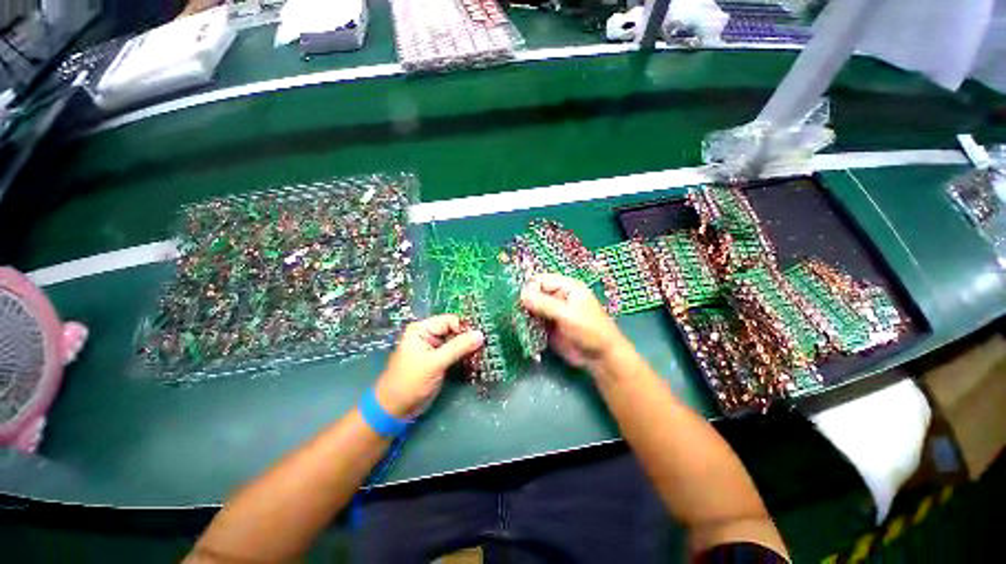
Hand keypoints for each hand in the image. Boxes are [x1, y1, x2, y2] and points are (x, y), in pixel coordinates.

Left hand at [375, 315, 483, 418]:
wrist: (395, 409)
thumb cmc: (411, 381)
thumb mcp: (435, 363)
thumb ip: (458, 347)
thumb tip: (481, 334)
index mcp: (423, 329)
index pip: (450, 320)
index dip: (466, 327)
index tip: (482, 337)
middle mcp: (429, 335)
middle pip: (454, 330)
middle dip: (469, 338)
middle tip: (486, 345)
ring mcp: (434, 349)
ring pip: (457, 342)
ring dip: (469, 348)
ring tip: (484, 353)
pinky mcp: (439, 361)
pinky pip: (455, 353)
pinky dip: (465, 356)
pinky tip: (476, 360)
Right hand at [520, 273, 628, 370]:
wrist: (600, 358)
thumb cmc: (589, 330)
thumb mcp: (567, 315)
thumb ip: (544, 304)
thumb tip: (521, 294)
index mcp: (566, 287)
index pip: (542, 280)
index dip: (530, 288)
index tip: (520, 300)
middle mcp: (557, 297)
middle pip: (535, 293)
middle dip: (525, 302)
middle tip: (517, 313)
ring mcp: (552, 312)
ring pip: (532, 308)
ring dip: (524, 314)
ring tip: (519, 323)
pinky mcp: (548, 326)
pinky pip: (534, 322)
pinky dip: (527, 325)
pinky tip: (523, 330)